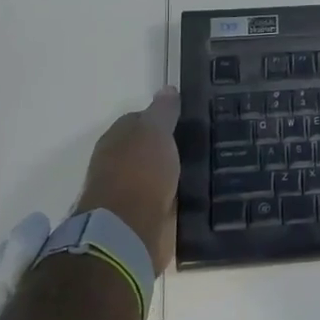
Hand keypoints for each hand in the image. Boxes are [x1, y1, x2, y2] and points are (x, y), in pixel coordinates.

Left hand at [74, 88, 182, 272]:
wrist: (127, 230)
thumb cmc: (139, 172)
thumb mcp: (155, 131)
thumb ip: (162, 111)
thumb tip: (167, 88)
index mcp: (116, 139)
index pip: (139, 120)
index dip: (162, 118)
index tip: (187, 121)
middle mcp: (117, 163)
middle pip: (147, 148)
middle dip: (168, 146)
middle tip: (200, 144)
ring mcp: (127, 192)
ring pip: (156, 174)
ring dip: (172, 173)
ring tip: (203, 169)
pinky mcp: (140, 218)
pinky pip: (163, 199)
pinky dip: (175, 195)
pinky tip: (195, 193)